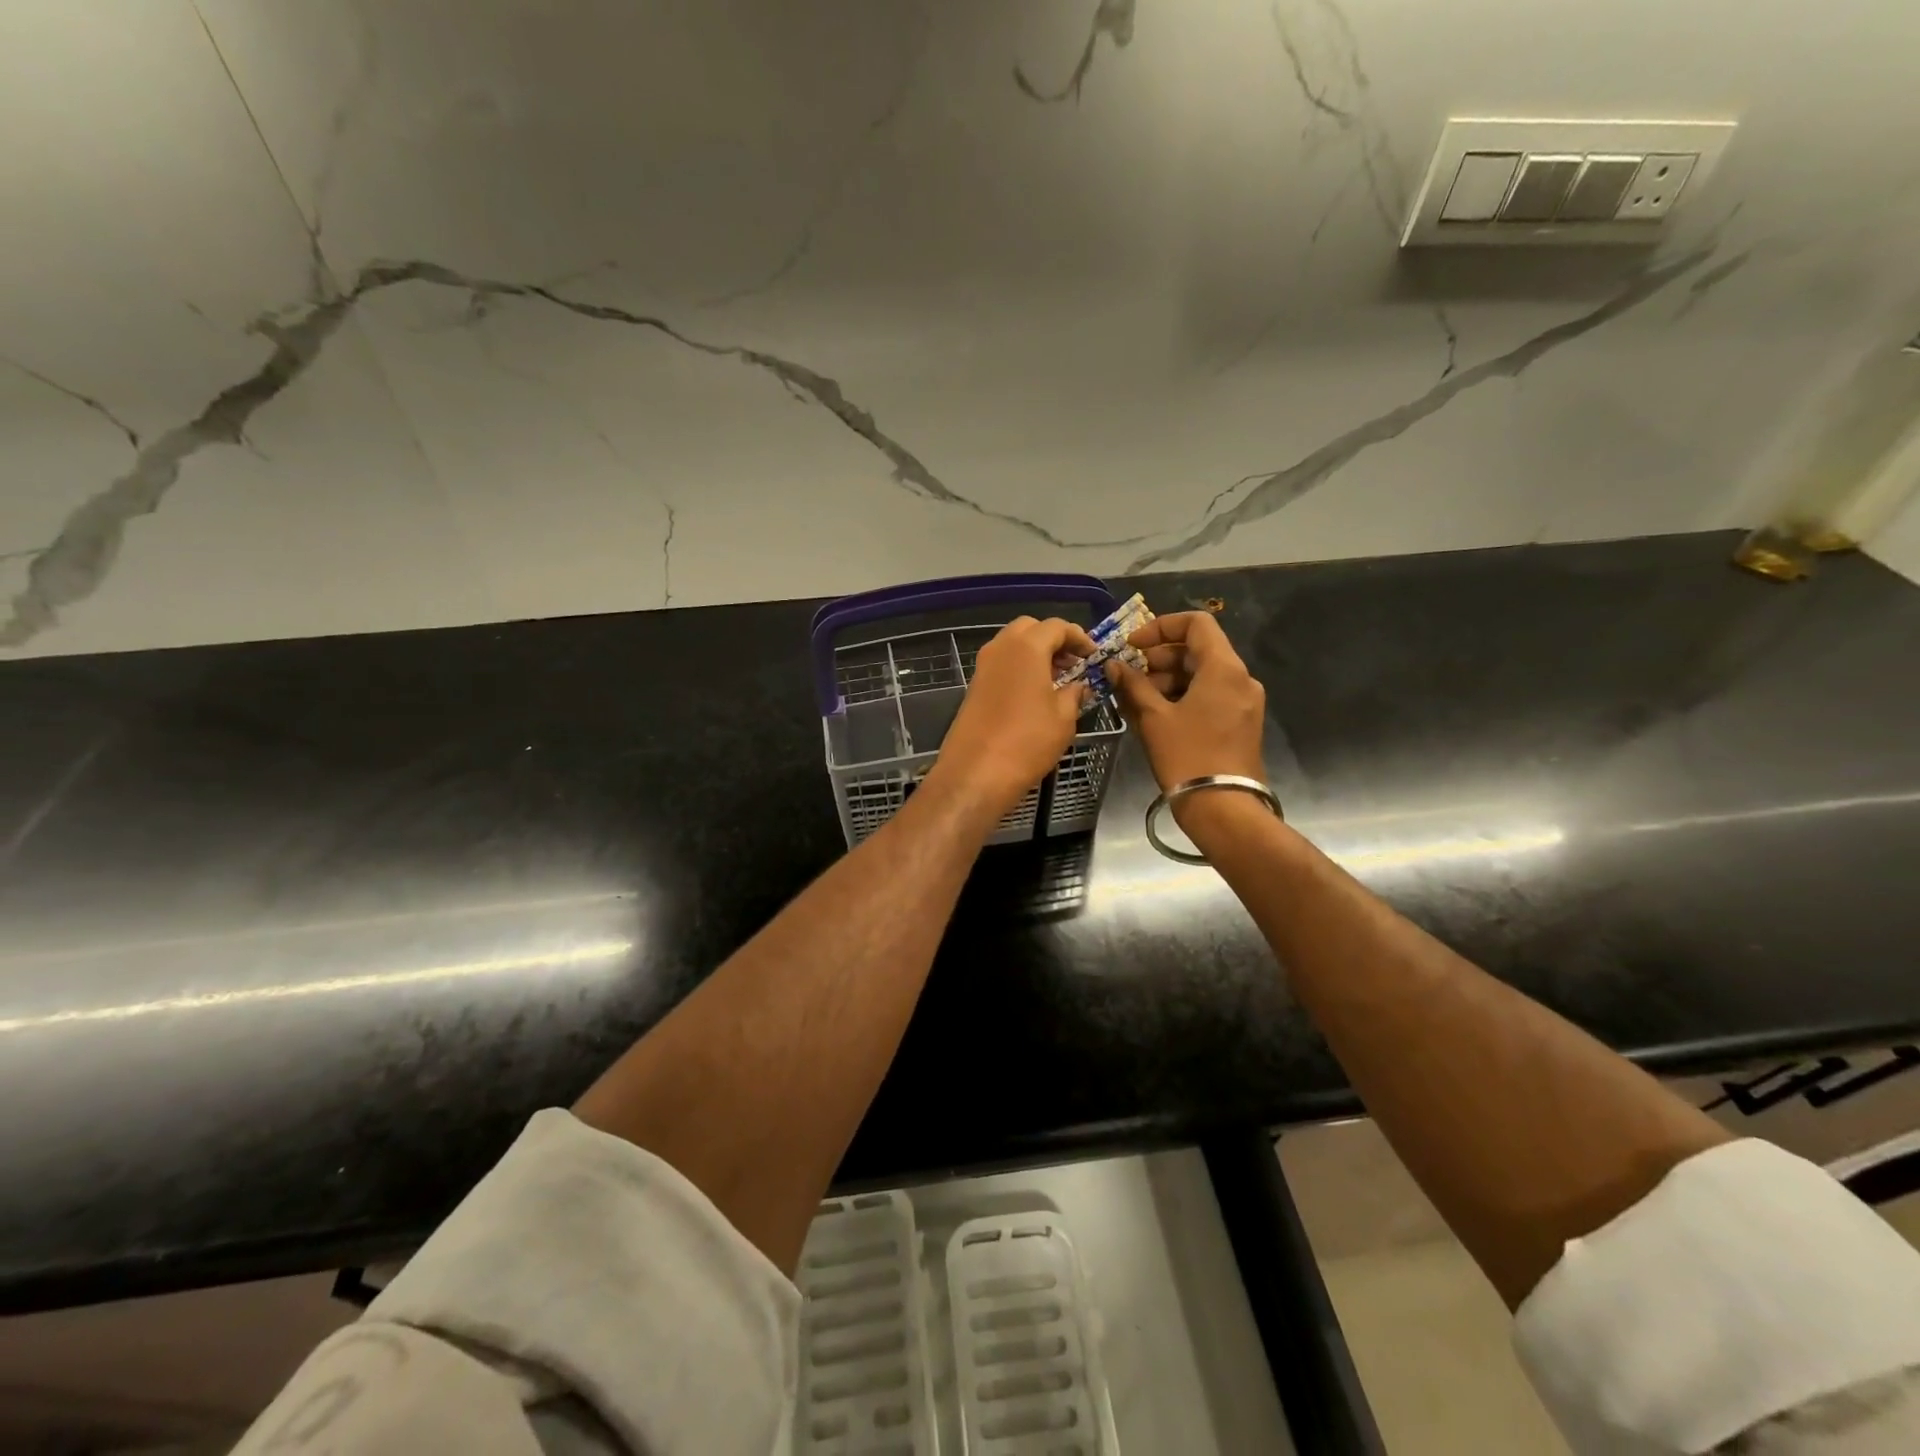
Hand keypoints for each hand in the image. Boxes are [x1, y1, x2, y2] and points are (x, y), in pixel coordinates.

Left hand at [932, 617, 1095, 821]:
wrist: (975, 773)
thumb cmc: (1027, 741)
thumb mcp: (1063, 718)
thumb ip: (1074, 694)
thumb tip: (1078, 686)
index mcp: (1026, 647)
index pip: (1056, 626)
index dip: (1079, 638)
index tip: (1093, 656)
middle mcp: (1001, 648)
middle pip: (1030, 629)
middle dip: (1054, 640)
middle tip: (1073, 664)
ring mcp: (983, 667)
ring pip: (1012, 645)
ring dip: (1036, 654)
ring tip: (1058, 681)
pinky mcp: (974, 686)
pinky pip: (1002, 665)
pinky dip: (1020, 669)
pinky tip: (1035, 694)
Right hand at [1106, 612, 1266, 794]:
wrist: (1223, 807)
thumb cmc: (1187, 756)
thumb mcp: (1153, 717)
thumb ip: (1133, 685)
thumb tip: (1114, 665)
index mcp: (1223, 668)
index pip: (1196, 623)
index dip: (1160, 627)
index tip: (1133, 646)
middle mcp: (1241, 678)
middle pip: (1198, 649)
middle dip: (1160, 658)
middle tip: (1130, 677)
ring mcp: (1244, 702)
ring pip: (1203, 674)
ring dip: (1168, 679)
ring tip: (1137, 700)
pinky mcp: (1241, 722)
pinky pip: (1210, 695)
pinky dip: (1183, 696)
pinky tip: (1155, 715)